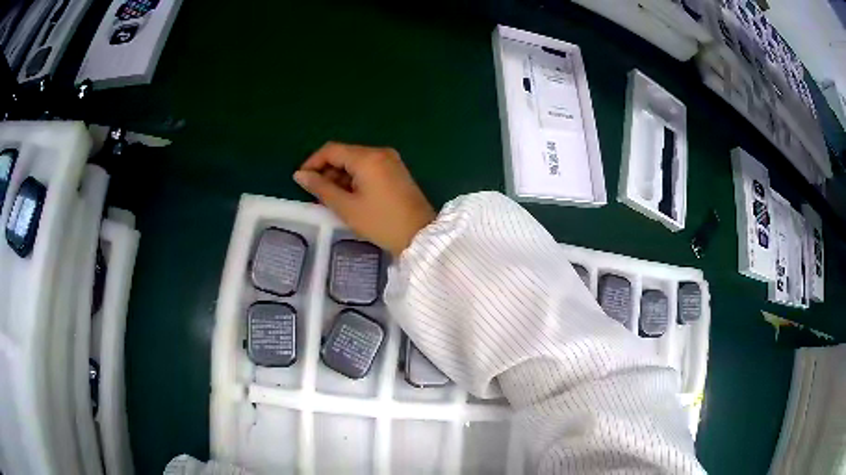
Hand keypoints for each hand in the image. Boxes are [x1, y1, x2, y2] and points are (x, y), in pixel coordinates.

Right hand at [294, 142, 435, 256]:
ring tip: (332, 198)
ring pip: (356, 161)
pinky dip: (355, 178)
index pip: (331, 150)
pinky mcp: (396, 171)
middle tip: (317, 194)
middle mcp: (380, 152)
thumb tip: (300, 175)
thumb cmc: (381, 222)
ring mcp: (391, 160)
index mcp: (367, 157)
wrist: (420, 236)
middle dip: (327, 171)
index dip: (313, 162)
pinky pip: (369, 168)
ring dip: (341, 176)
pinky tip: (350, 196)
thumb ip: (321, 188)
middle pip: (345, 154)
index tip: (302, 180)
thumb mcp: (346, 207)